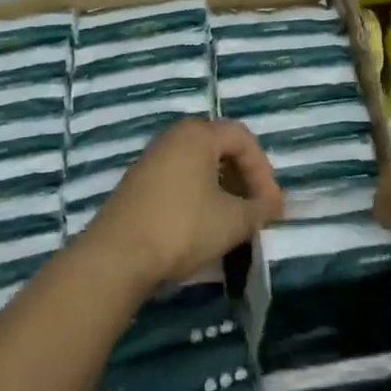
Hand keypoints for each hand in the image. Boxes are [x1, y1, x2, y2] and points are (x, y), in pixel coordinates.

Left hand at [83, 118, 283, 292]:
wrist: (117, 256)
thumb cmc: (182, 227)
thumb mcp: (233, 221)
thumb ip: (260, 210)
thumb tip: (273, 207)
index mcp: (197, 134)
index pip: (243, 138)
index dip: (263, 171)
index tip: (271, 206)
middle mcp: (173, 137)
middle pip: (220, 148)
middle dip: (243, 179)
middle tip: (255, 209)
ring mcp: (151, 160)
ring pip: (198, 166)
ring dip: (222, 190)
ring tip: (233, 221)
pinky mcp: (137, 185)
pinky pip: (179, 180)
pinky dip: (199, 197)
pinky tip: (202, 226)